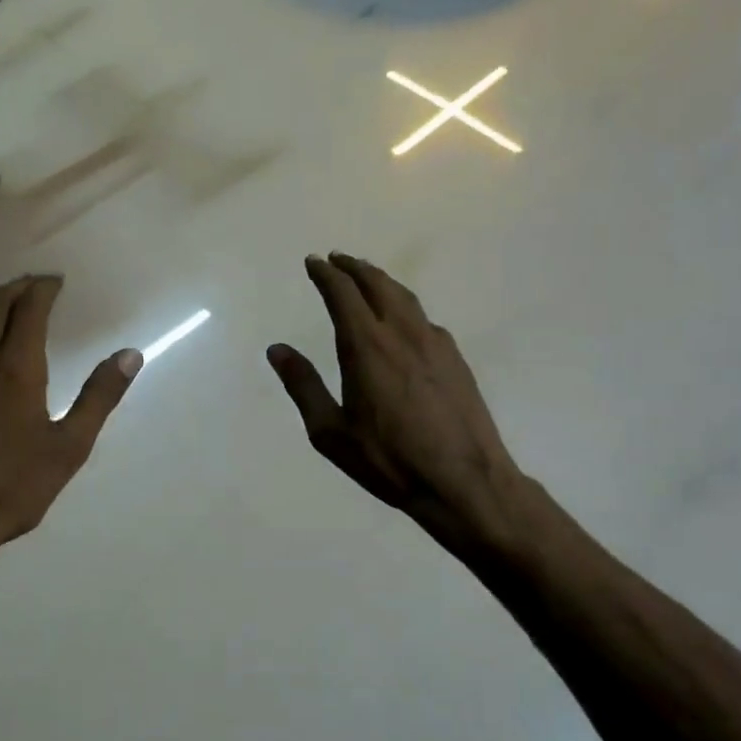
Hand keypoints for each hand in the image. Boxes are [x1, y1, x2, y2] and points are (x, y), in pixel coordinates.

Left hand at [0, 276, 141, 550]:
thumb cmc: (12, 486)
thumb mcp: (69, 447)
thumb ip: (99, 397)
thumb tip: (130, 355)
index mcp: (15, 369)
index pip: (28, 310)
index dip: (43, 289)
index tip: (57, 281)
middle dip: (16, 288)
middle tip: (35, 285)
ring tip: (6, 301)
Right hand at [268, 254, 531, 551]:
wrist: (463, 480)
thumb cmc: (389, 460)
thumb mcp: (331, 432)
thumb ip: (303, 386)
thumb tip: (277, 349)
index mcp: (366, 346)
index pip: (342, 293)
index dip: (325, 273)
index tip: (313, 262)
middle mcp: (402, 333)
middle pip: (377, 284)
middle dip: (354, 267)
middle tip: (337, 259)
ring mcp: (434, 342)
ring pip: (405, 296)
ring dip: (381, 281)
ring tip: (367, 278)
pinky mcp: (456, 358)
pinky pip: (424, 318)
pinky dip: (405, 306)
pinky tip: (403, 322)